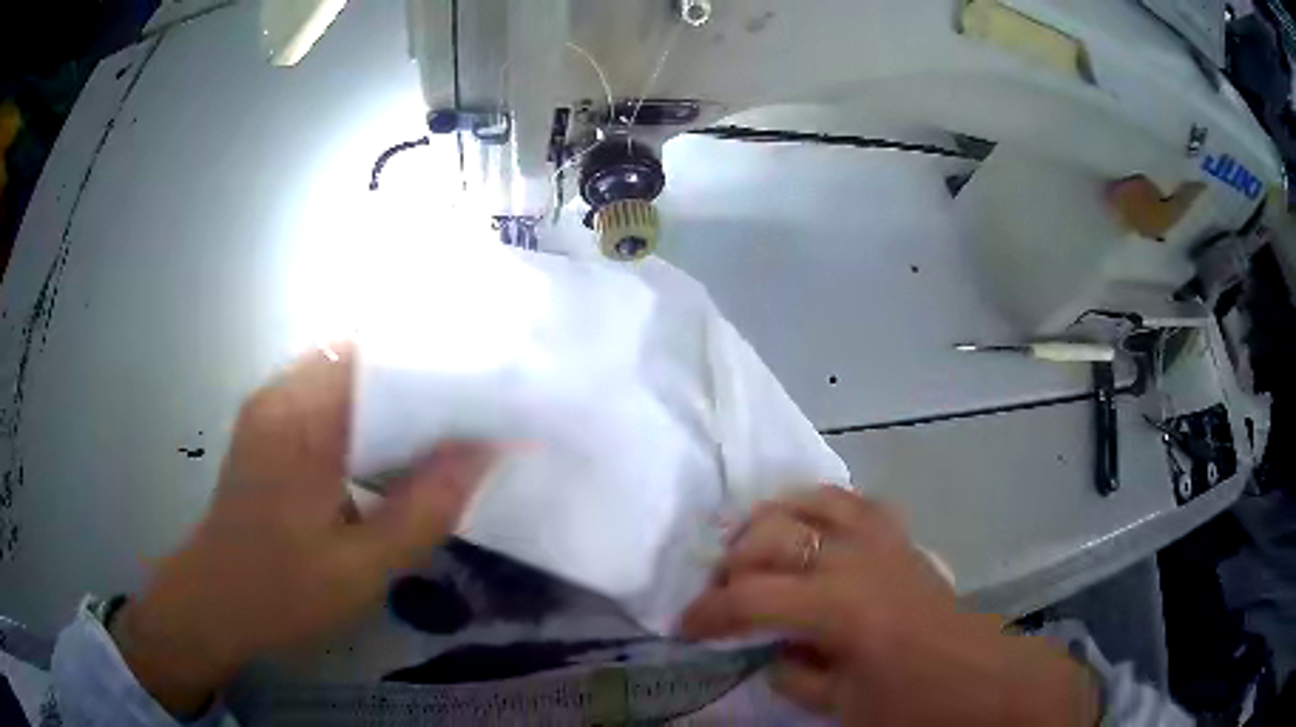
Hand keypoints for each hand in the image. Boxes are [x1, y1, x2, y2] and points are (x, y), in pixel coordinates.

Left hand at [110, 345, 493, 715]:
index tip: (488, 383)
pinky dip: (369, 408)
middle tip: (478, 403)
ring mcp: (271, 406)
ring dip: (396, 390)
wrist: (212, 603)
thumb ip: (423, 510)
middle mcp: (282, 394)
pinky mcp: (269, 424)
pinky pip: (328, 394)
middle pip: (364, 353)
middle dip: (422, 372)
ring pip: (347, 371)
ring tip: (449, 419)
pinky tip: (395, 443)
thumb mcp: (360, 568)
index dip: (436, 361)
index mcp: (300, 420)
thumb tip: (484, 452)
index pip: (378, 356)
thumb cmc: (281, 592)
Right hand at [681, 486, 1100, 726]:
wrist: (980, 677)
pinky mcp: (898, 537)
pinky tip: (803, 524)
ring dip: (767, 522)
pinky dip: (816, 503)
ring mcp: (881, 540)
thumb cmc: (914, 702)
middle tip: (718, 594)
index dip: (707, 613)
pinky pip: (851, 500)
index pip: (751, 598)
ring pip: (809, 502)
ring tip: (748, 548)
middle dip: (730, 564)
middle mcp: (856, 559)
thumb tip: (768, 650)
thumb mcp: (842, 706)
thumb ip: (794, 674)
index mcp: (840, 608)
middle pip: (772, 537)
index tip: (683, 628)